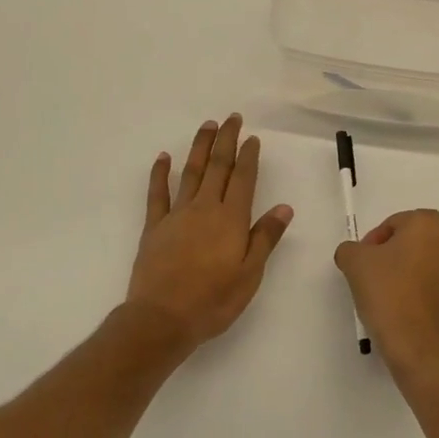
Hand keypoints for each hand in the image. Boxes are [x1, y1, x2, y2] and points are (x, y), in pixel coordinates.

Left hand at [126, 115, 293, 348]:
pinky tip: (163, 157)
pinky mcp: (154, 227)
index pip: (243, 179)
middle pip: (218, 166)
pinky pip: (157, 194)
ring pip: (190, 172)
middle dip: (226, 140)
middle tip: (232, 118)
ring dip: (199, 147)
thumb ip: (265, 237)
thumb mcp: (250, 274)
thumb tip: (284, 207)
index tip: (253, 138)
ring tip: (207, 125)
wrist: (161, 319)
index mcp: (231, 219)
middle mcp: (205, 208)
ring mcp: (177, 215)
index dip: (249, 156)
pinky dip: (160, 173)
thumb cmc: (213, 300)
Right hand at [335, 210, 438, 380]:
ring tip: (398, 299)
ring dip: (419, 275)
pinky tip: (416, 315)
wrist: (421, 348)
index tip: (364, 265)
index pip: (395, 224)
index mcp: (429, 224)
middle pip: (419, 243)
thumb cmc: (389, 295)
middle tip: (379, 280)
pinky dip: (434, 296)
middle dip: (399, 256)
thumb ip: (351, 248)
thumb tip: (356, 253)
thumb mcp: (354, 264)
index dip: (375, 243)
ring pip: (436, 266)